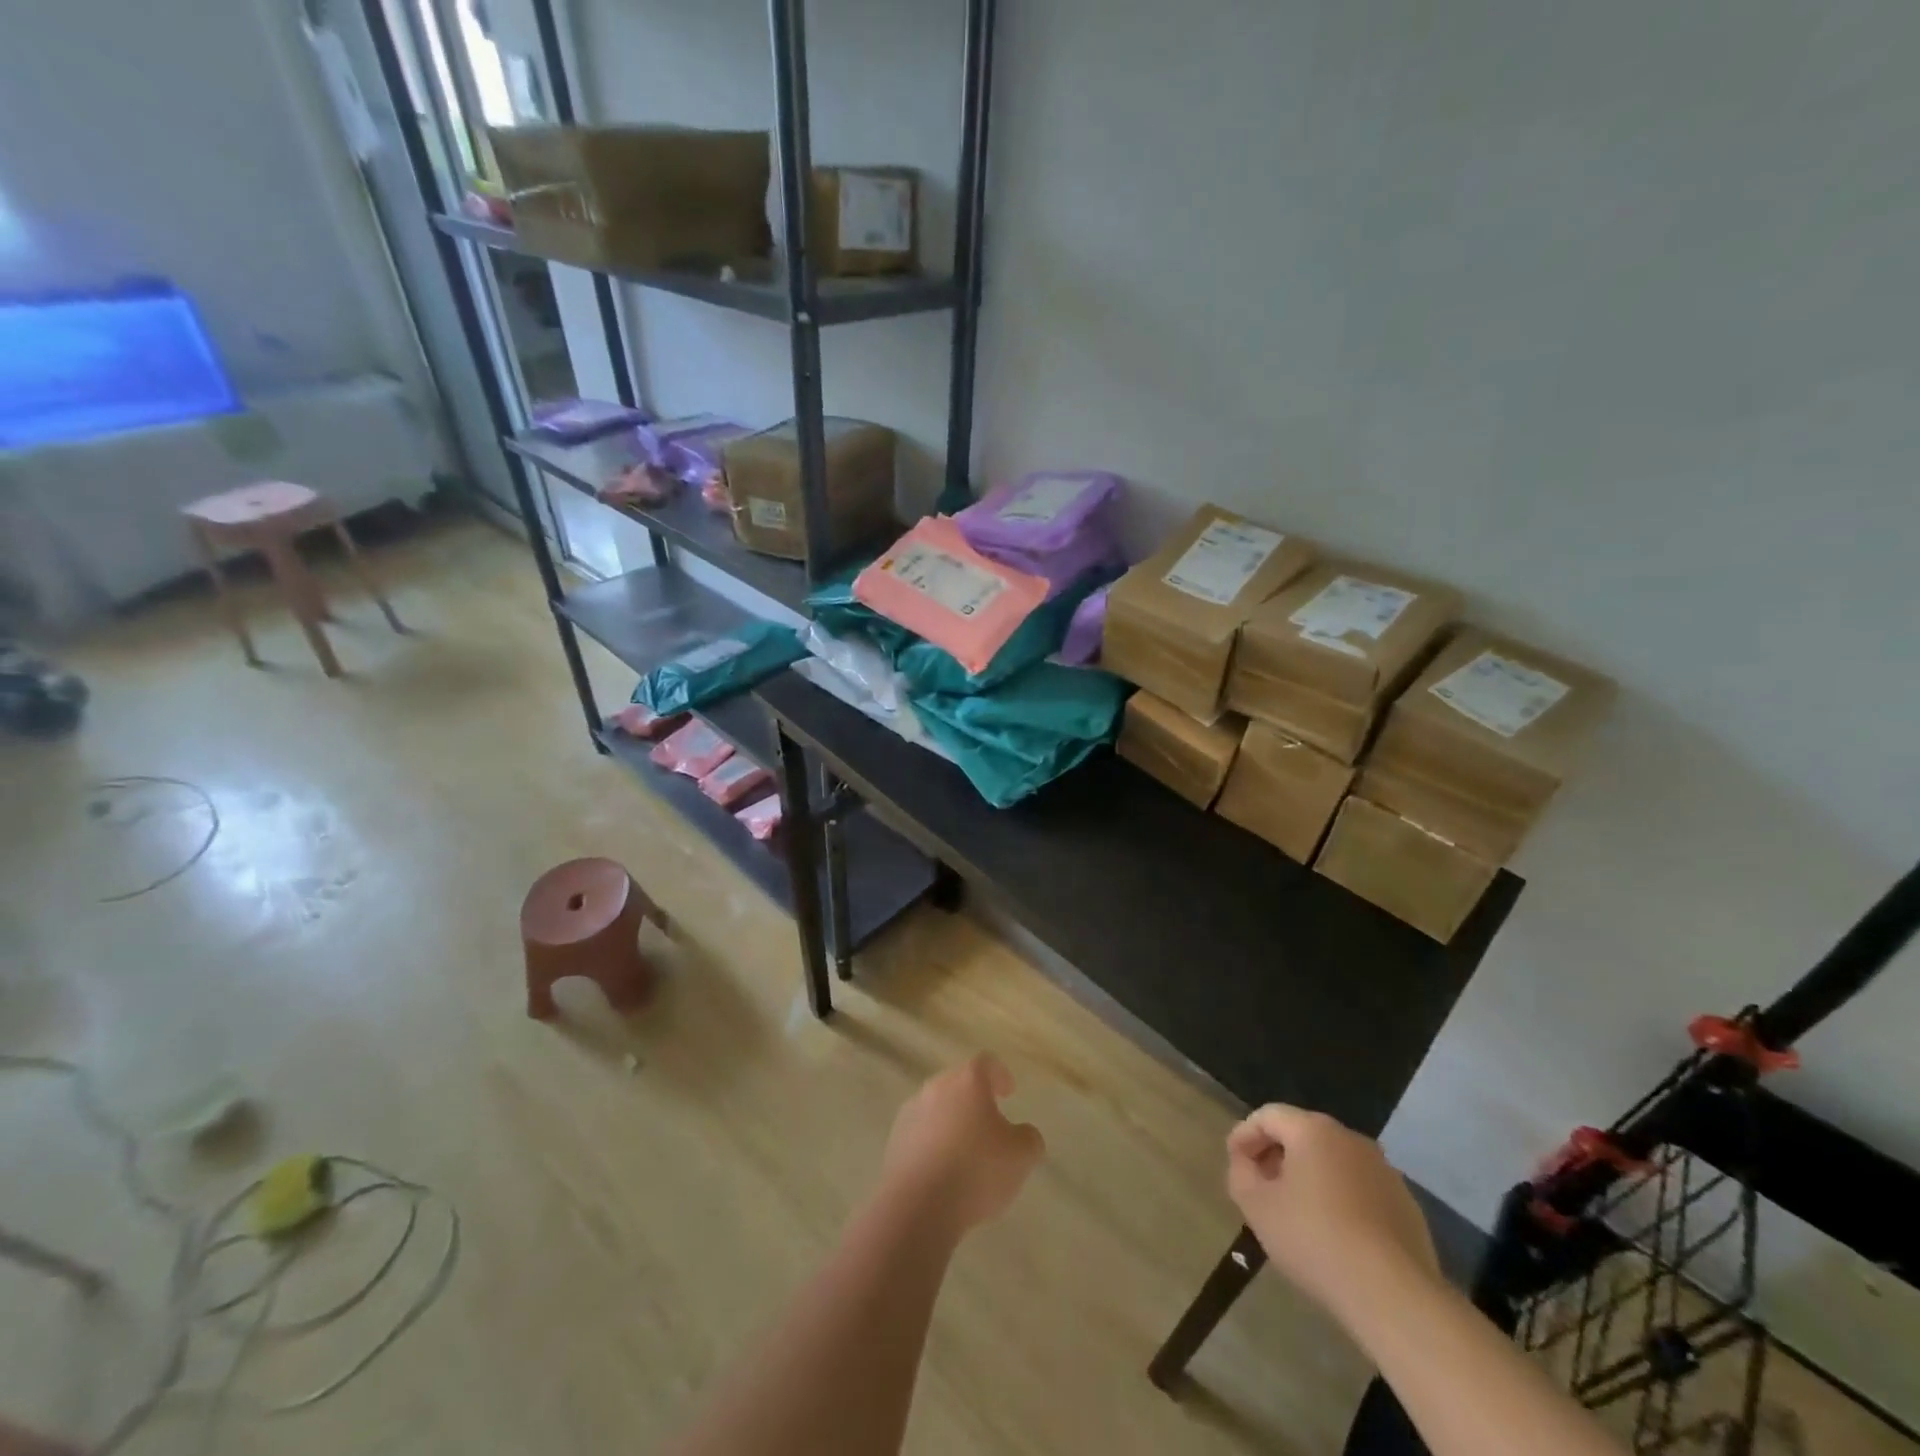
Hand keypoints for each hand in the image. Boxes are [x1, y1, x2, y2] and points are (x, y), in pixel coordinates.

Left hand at [879, 1054, 1045, 1236]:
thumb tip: (1023, 1134)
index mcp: (968, 1082)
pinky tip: (942, 1169)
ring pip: (937, 1107)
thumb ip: (1029, 1139)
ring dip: (951, 1120)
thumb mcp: (1020, 1157)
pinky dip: (933, 1142)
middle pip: (958, 1082)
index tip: (1008, 1091)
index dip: (999, 1074)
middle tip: (989, 1120)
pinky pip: (920, 1132)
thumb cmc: (976, 1171)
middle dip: (974, 1098)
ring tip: (965, 1150)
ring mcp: (911, 1111)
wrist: (918, 1206)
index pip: (986, 1063)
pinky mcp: (895, 1139)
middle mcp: (937, 1087)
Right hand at [1226, 1104, 1438, 1313]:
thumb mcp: (1257, 1207)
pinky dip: (1340, 1199)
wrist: (1394, 1295)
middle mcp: (1351, 1139)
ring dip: (1309, 1177)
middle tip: (1261, 1186)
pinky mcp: (1406, 1205)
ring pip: (1333, 1162)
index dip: (1244, 1135)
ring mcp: (1384, 1171)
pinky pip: (1360, 1189)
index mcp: (1313, 1130)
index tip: (1233, 1163)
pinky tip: (1334, 1234)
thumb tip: (1247, 1163)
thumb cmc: (1315, 1239)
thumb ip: (1241, 1174)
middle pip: (1302, 1134)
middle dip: (1276, 1155)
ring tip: (1296, 1212)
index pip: (1267, 1115)